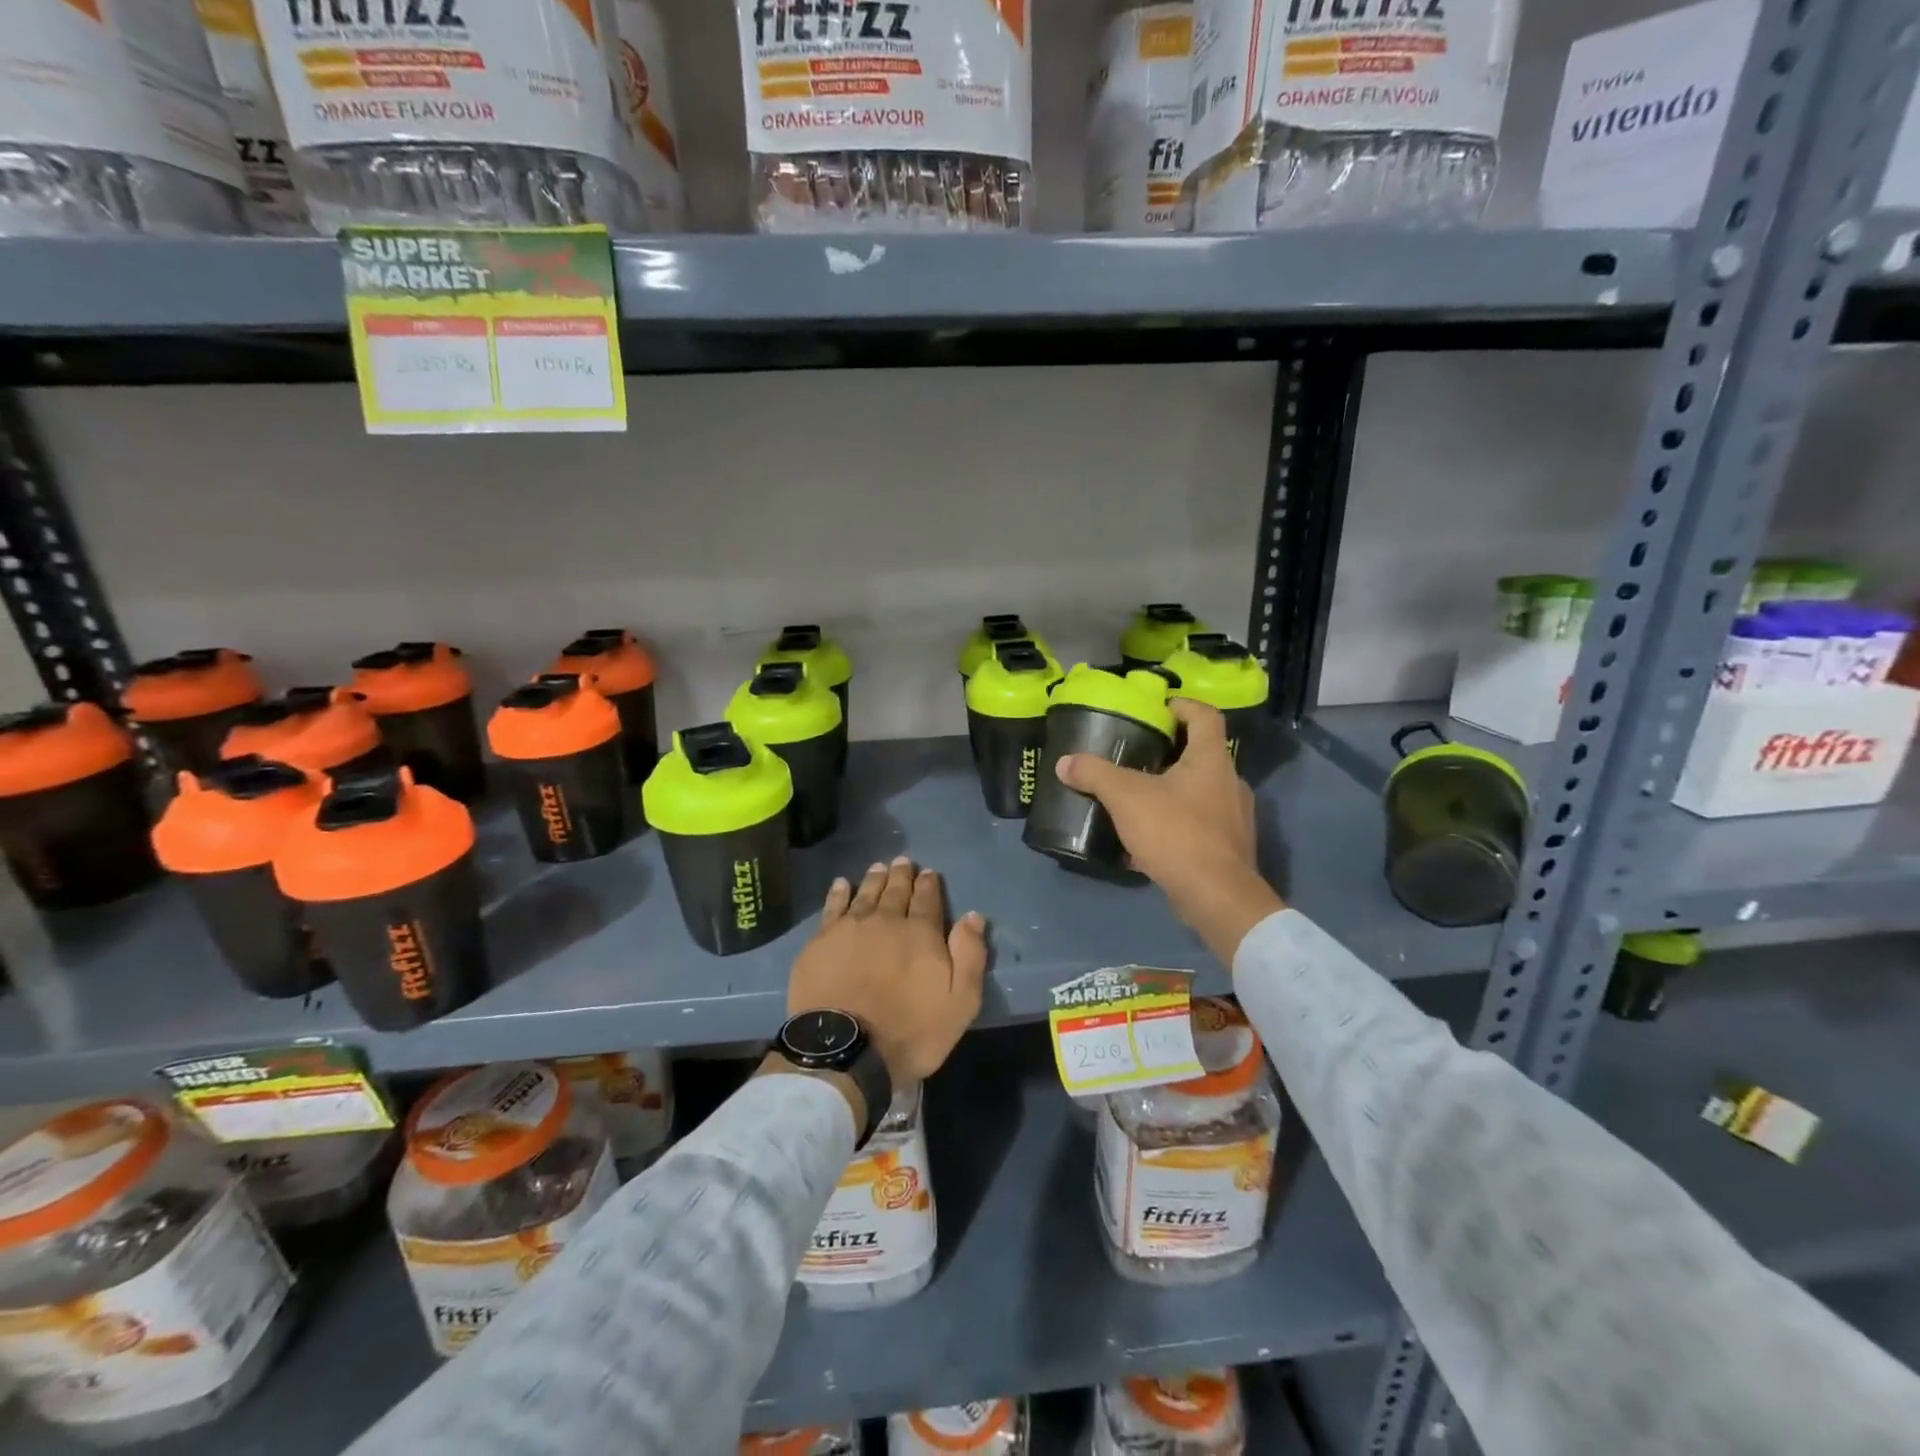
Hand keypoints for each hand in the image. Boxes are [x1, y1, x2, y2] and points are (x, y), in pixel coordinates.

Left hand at [784, 857, 988, 1090]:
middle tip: (903, 861)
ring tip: (879, 867)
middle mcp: (886, 921)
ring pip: (866, 894)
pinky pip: (833, 907)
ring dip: (874, 879)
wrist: (845, 1050)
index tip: (929, 873)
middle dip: (902, 875)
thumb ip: (969, 956)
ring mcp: (850, 928)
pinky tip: (842, 884)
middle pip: (896, 891)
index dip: (929, 885)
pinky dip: (839, 893)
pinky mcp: (821, 941)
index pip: (928, 900)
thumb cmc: (910, 1031)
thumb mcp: (960, 1002)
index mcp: (921, 933)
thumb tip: (973, 916)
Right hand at [1056, 698, 1282, 964]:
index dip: (1183, 705)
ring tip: (1140, 796)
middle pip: (1203, 753)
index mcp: (1212, 760)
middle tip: (1137, 753)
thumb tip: (1065, 762)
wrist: (1216, 896)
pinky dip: (1178, 821)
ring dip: (1174, 788)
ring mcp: (1235, 817)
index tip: (1158, 708)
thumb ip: (1095, 775)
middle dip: (1171, 751)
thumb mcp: (1127, 798)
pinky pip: (1202, 823)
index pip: (1205, 716)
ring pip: (1202, 790)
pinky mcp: (1230, 847)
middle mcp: (1231, 782)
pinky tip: (1150, 837)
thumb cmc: (1176, 833)